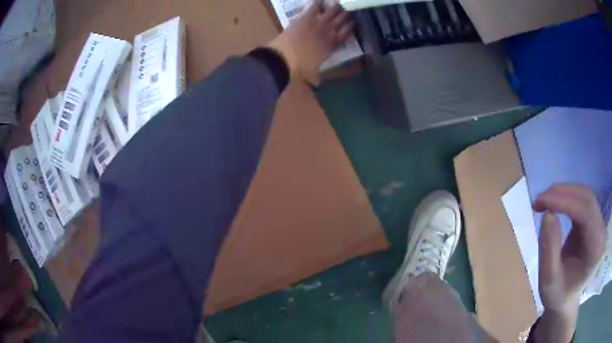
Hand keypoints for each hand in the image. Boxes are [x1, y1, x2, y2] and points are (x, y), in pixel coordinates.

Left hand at [267, 0, 353, 83]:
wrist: (283, 59)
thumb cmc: (298, 69)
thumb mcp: (310, 74)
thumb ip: (315, 76)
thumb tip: (316, 83)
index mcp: (331, 47)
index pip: (344, 36)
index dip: (349, 30)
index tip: (353, 25)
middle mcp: (329, 34)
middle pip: (341, 23)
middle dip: (345, 17)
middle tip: (349, 12)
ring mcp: (318, 24)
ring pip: (332, 13)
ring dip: (336, 9)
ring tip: (340, 4)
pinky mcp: (306, 17)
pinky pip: (315, 7)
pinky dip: (319, 2)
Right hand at [533, 184, 606, 312]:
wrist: (566, 300)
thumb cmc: (557, 295)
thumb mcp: (548, 279)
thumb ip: (549, 249)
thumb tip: (547, 214)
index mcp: (596, 249)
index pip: (586, 213)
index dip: (565, 202)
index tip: (542, 202)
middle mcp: (601, 232)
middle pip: (587, 199)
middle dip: (563, 193)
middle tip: (540, 199)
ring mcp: (599, 225)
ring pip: (586, 195)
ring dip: (565, 192)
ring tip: (545, 199)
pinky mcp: (594, 221)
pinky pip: (584, 200)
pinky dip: (569, 196)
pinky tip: (556, 202)